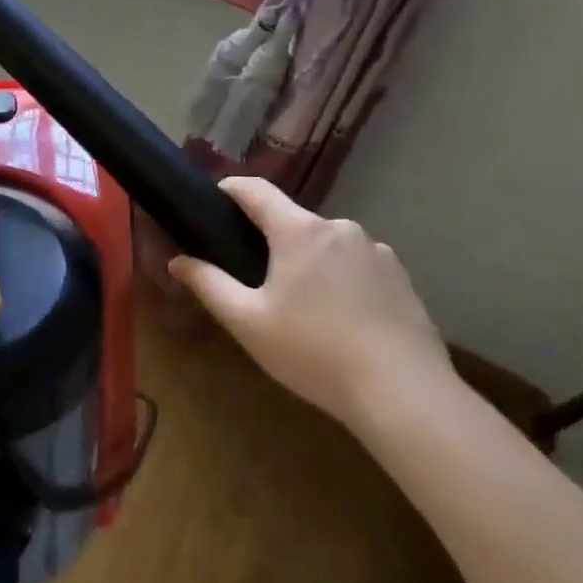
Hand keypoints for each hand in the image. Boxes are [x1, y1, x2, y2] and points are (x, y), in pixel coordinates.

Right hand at [169, 176, 453, 427]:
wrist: (404, 393)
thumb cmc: (313, 352)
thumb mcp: (247, 322)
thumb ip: (209, 284)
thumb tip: (178, 260)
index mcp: (299, 231)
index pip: (256, 190)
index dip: (230, 189)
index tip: (214, 199)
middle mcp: (341, 229)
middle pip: (293, 221)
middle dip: (270, 239)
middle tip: (254, 278)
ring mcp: (377, 252)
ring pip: (326, 245)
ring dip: (308, 261)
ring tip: (300, 306)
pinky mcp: (402, 279)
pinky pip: (357, 266)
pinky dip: (340, 280)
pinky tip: (339, 320)